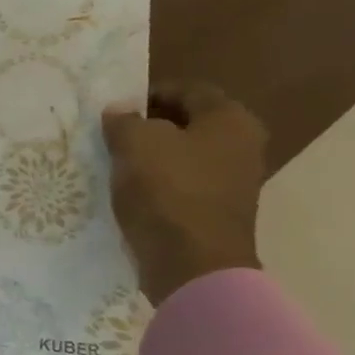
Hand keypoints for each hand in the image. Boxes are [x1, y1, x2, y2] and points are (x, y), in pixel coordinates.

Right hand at [101, 81, 266, 304]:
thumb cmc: (167, 191)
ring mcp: (233, 182)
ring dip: (152, 156)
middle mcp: (242, 145)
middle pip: (189, 123)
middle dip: (150, 125)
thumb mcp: (135, 144)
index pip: (188, 90)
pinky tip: (130, 191)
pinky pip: (183, 184)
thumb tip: (119, 111)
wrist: (192, 264)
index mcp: (230, 120)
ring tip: (115, 163)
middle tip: (112, 134)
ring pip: (184, 155)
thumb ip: (124, 121)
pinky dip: (158, 183)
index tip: (115, 108)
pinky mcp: (217, 211)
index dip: (149, 94)